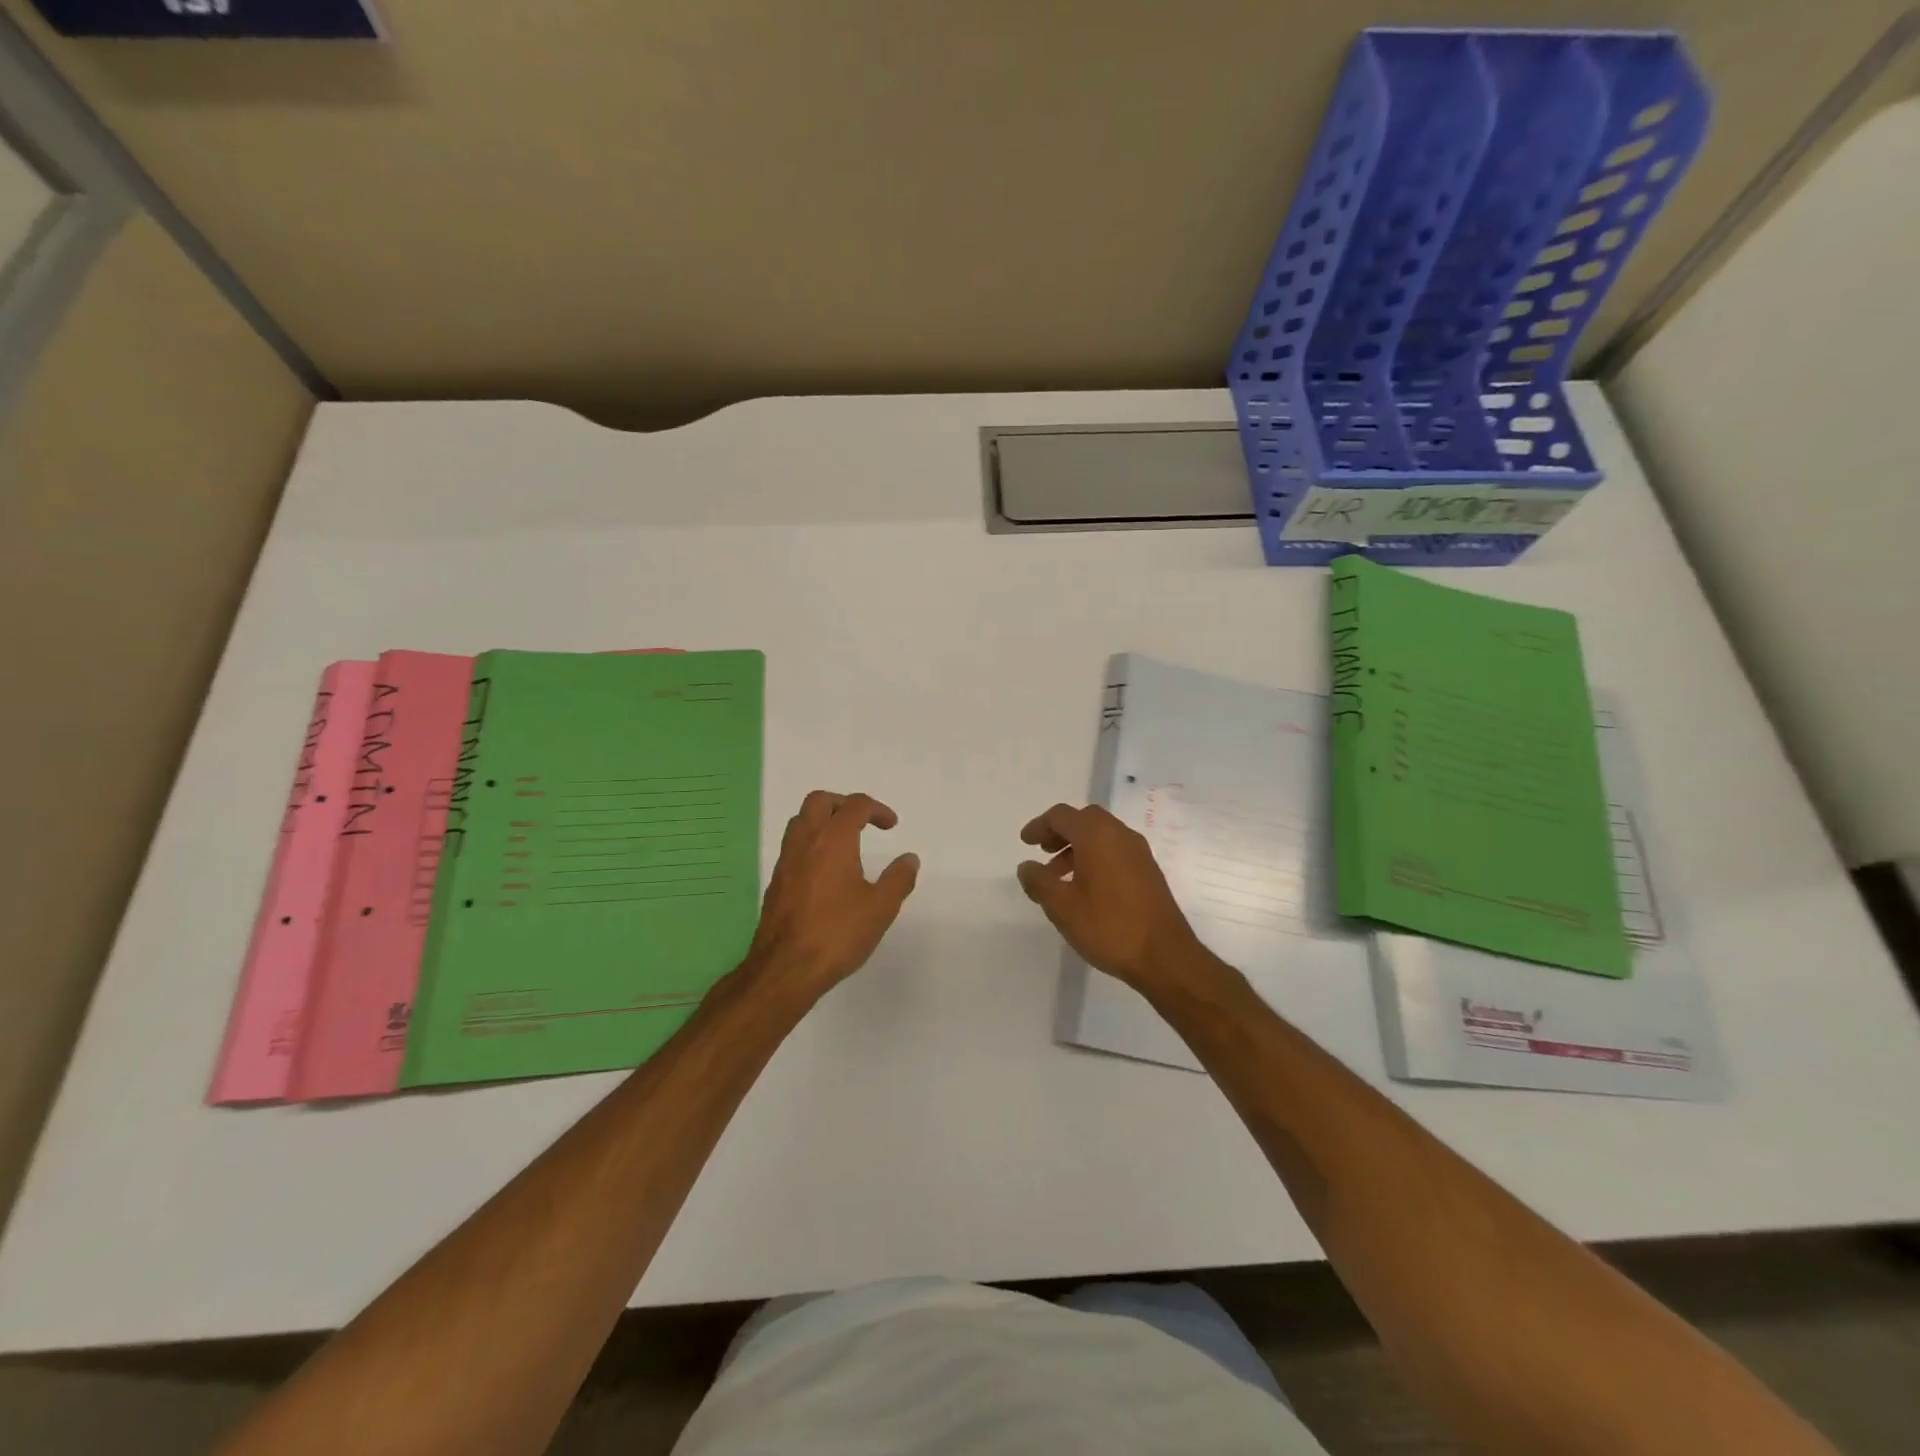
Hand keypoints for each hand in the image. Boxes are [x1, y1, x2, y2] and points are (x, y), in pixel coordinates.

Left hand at [742, 791, 918, 1002]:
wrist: (786, 968)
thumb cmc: (837, 933)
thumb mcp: (881, 907)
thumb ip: (898, 879)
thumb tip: (909, 859)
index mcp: (833, 840)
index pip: (855, 806)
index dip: (876, 810)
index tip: (891, 826)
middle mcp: (806, 842)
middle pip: (819, 801)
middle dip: (843, 803)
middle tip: (862, 821)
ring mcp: (786, 861)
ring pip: (800, 822)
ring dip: (822, 821)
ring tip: (844, 842)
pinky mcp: (776, 882)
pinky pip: (793, 847)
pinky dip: (811, 844)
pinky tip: (825, 871)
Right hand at [1017, 803, 1204, 994]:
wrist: (1165, 956)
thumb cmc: (1108, 926)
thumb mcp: (1062, 907)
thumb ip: (1039, 882)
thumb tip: (1027, 866)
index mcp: (1097, 835)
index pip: (1062, 816)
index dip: (1040, 826)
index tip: (1025, 842)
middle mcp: (1120, 835)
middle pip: (1084, 819)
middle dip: (1061, 832)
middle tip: (1043, 852)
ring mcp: (1139, 852)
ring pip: (1102, 836)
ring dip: (1077, 847)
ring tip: (1060, 877)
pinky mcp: (1149, 871)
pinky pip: (1116, 851)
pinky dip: (1096, 857)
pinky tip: (1086, 888)